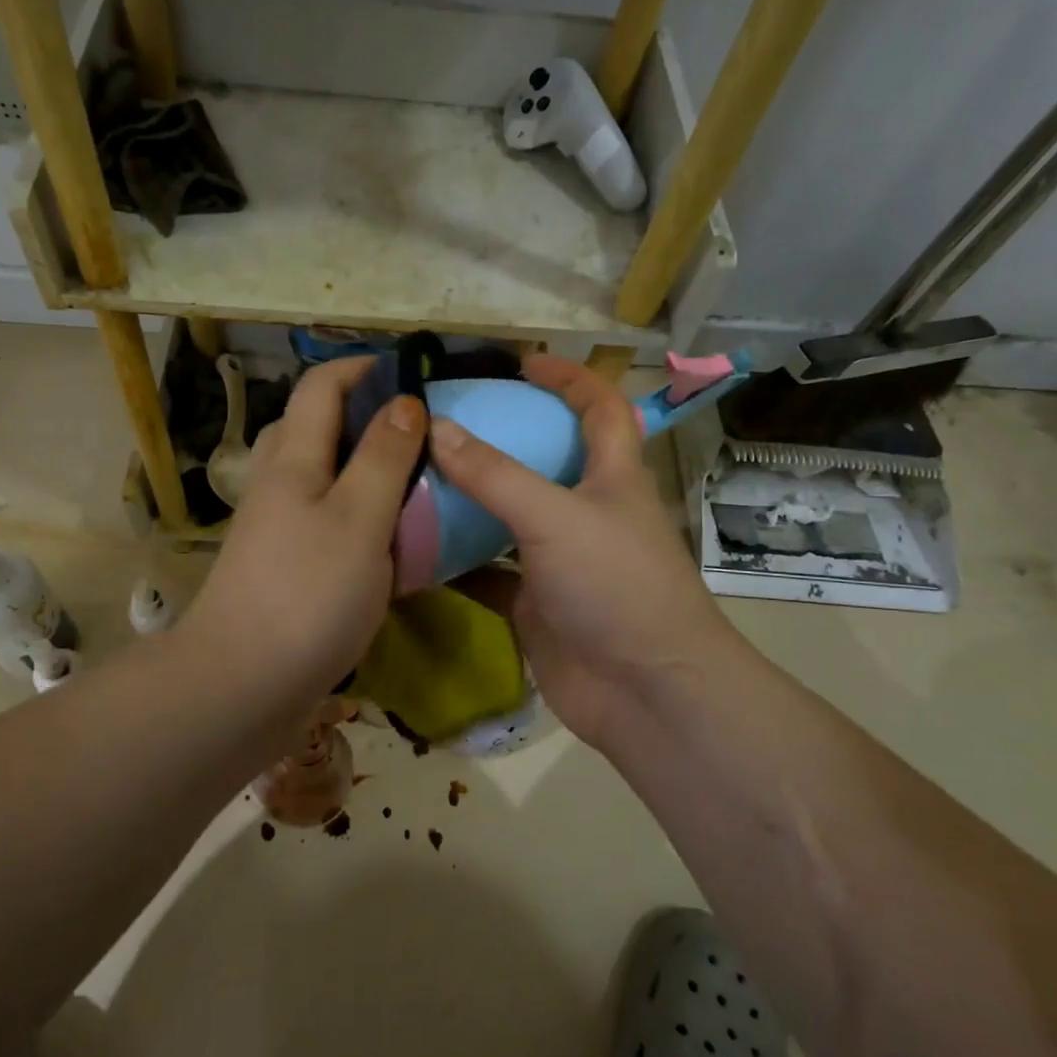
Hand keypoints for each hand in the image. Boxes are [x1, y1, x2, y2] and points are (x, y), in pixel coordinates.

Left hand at [180, 357, 425, 733]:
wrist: (241, 685)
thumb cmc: (308, 595)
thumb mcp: (359, 519)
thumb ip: (383, 458)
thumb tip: (404, 401)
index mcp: (293, 460)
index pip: (321, 387)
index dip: (363, 368)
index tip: (412, 373)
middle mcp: (277, 484)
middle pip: (313, 426)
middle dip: (363, 416)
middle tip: (417, 432)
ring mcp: (275, 528)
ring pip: (319, 476)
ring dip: (361, 467)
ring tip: (410, 482)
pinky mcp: (282, 567)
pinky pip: (322, 519)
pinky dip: (356, 513)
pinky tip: (386, 538)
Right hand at [431, 354, 736, 754]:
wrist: (644, 693)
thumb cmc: (615, 586)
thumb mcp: (555, 517)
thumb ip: (495, 474)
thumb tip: (435, 428)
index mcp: (611, 477)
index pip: (600, 408)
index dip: (569, 378)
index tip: (520, 363)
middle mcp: (586, 513)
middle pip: (544, 460)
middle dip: (501, 437)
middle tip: (443, 423)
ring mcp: (559, 561)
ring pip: (508, 518)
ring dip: (469, 501)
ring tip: (415, 477)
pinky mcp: (535, 604)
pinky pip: (487, 573)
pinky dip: (455, 562)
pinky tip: (412, 549)